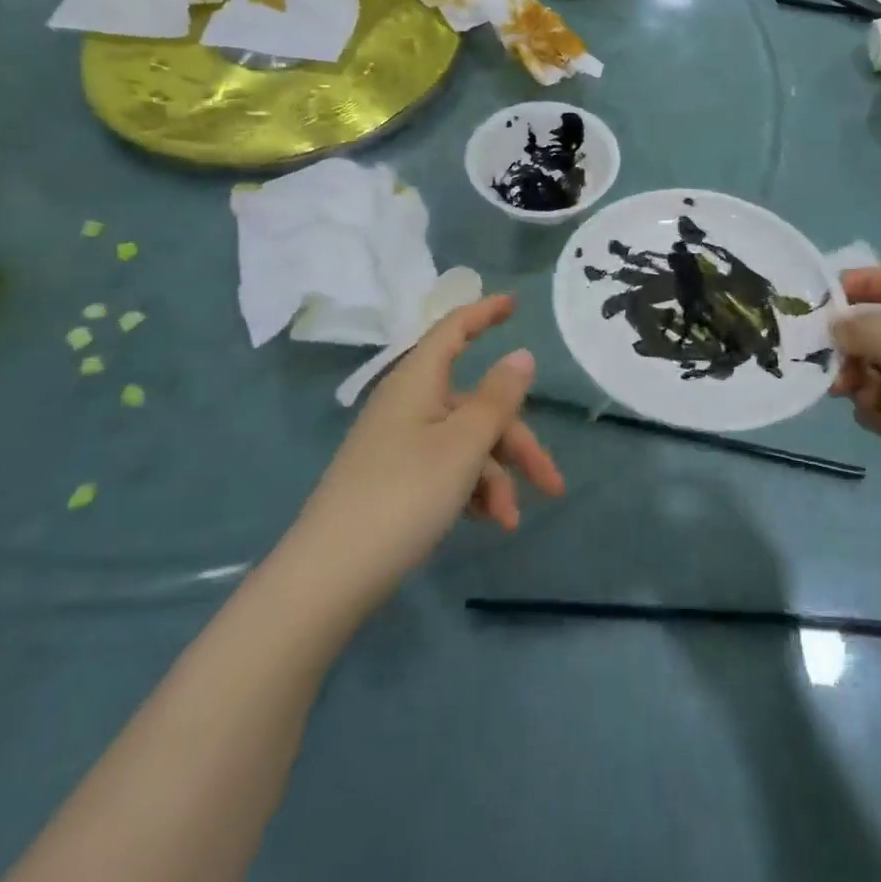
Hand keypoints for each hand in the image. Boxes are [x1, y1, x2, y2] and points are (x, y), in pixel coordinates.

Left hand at [298, 294, 564, 610]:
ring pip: (467, 442)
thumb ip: (498, 398)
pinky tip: (487, 522)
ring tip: (510, 520)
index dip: (484, 313)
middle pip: (476, 404)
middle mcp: (409, 405)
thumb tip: (522, 354)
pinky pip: (447, 468)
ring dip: (497, 476)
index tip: (515, 304)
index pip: (454, 330)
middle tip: (551, 483)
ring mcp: (400, 443)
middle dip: (517, 442)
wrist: (329, 577)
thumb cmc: (403, 495)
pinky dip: (472, 489)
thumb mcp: (463, 445)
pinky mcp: (396, 480)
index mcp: (418, 382)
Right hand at [831, 268, 880, 541]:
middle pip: (877, 329)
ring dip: (862, 381)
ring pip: (871, 368)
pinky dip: (875, 409)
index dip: (865, 283)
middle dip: (854, 345)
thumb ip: (866, 330)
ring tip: (870, 399)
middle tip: (836, 361)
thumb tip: (836, 327)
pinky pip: (877, 402)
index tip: (826, 296)